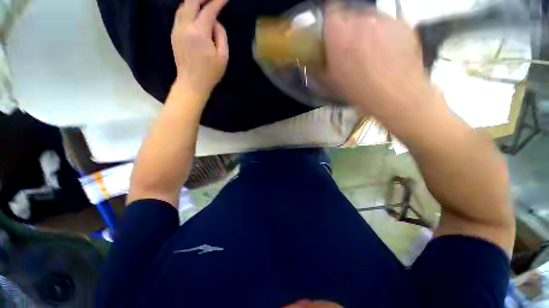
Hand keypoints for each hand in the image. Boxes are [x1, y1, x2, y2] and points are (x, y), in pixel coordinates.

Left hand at [171, 0, 228, 99]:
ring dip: (193, 2)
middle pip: (191, 1)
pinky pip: (179, 15)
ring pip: (183, 6)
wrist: (192, 83)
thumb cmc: (210, 73)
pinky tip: (194, 12)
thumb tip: (216, 22)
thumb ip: (221, 35)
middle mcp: (185, 26)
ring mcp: (177, 29)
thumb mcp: (223, 56)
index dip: (218, 2)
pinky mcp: (174, 34)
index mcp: (199, 32)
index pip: (209, 10)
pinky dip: (187, 9)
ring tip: (204, 3)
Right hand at [324, 5, 439, 121]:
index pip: (330, 12)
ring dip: (366, 31)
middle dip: (348, 29)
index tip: (331, 35)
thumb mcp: (330, 81)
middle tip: (350, 48)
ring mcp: (384, 18)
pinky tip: (387, 52)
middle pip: (350, 15)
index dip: (330, 23)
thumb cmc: (357, 88)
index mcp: (338, 32)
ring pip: (369, 19)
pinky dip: (384, 34)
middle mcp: (360, 18)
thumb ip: (319, 66)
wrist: (394, 93)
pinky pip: (387, 24)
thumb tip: (314, 60)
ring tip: (371, 52)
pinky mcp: (402, 23)